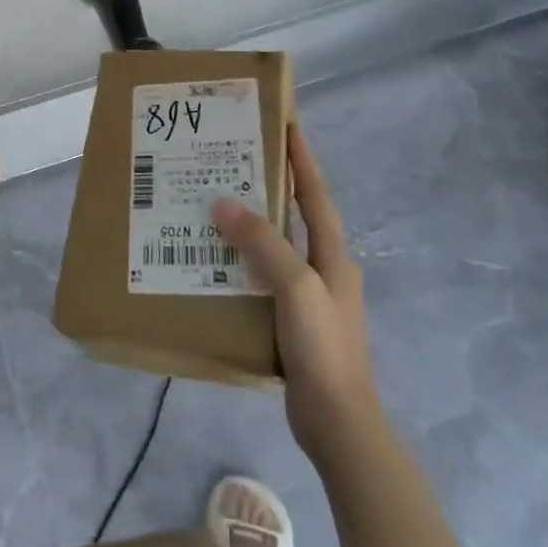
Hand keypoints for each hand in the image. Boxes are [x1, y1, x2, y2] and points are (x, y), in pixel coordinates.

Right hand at [212, 125, 376, 464]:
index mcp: (332, 254)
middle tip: (229, 161)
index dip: (301, 158)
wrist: (338, 423)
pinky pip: (260, 278)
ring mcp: (307, 296)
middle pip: (292, 216)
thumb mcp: (296, 288)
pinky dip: (239, 263)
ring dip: (247, 227)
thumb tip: (223, 204)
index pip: (314, 194)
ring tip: (209, 206)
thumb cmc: (324, 348)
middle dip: (266, 187)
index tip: (285, 123)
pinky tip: (210, 263)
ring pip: (273, 248)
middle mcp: (322, 268)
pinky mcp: (289, 321)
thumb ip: (263, 244)